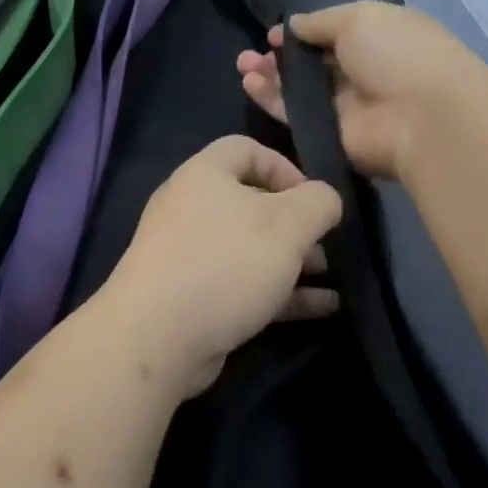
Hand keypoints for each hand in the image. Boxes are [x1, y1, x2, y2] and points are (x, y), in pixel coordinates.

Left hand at [98, 136, 342, 396]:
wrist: (156, 338)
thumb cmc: (225, 264)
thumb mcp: (286, 226)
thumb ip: (318, 203)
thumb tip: (325, 199)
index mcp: (204, 175)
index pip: (246, 149)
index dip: (285, 166)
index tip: (313, 198)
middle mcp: (191, 208)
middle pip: (252, 202)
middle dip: (296, 223)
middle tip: (326, 245)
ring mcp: (189, 255)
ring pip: (250, 247)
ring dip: (293, 260)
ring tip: (331, 277)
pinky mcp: (193, 296)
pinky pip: (244, 283)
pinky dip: (281, 291)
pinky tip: (323, 307)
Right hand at [236, 1, 481, 179]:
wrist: (422, 116)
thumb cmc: (396, 53)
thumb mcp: (358, 18)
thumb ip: (319, 21)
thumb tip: (291, 25)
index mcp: (376, 37)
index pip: (331, 34)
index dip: (300, 33)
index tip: (273, 33)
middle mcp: (360, 71)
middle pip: (310, 64)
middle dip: (279, 56)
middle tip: (249, 54)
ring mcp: (344, 105)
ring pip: (298, 90)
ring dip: (269, 76)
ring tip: (242, 66)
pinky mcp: (329, 134)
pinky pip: (294, 114)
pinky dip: (271, 100)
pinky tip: (249, 84)